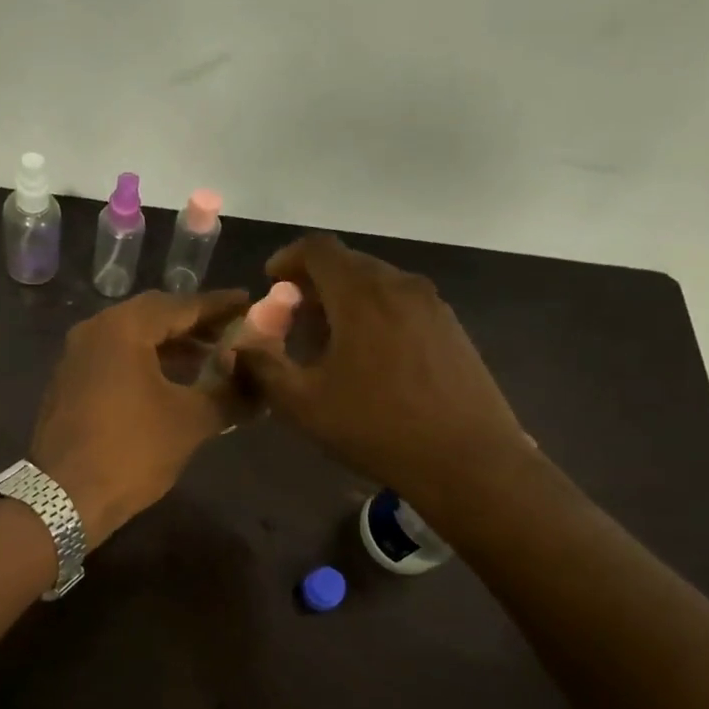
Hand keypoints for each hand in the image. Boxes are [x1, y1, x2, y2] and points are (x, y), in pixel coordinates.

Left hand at [31, 289, 248, 546]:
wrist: (63, 498)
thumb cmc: (131, 452)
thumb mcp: (191, 422)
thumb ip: (230, 393)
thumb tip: (261, 384)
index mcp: (122, 328)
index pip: (180, 305)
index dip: (219, 307)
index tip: (250, 303)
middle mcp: (94, 331)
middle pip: (154, 316)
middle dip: (196, 325)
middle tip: (233, 333)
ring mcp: (76, 357)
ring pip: (133, 338)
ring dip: (172, 346)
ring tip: (211, 359)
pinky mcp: (70, 383)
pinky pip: (116, 359)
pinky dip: (147, 362)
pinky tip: (173, 382)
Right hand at [228, 234, 532, 511]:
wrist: (468, 459)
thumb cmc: (377, 428)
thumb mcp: (304, 404)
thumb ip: (264, 368)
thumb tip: (241, 347)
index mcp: (361, 293)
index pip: (318, 248)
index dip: (288, 258)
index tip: (271, 280)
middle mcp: (400, 285)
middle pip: (349, 263)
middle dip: (315, 282)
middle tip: (294, 319)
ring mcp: (433, 305)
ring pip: (378, 283)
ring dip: (345, 299)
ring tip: (328, 341)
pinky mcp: (452, 328)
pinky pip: (402, 304)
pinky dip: (375, 313)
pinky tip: (370, 357)